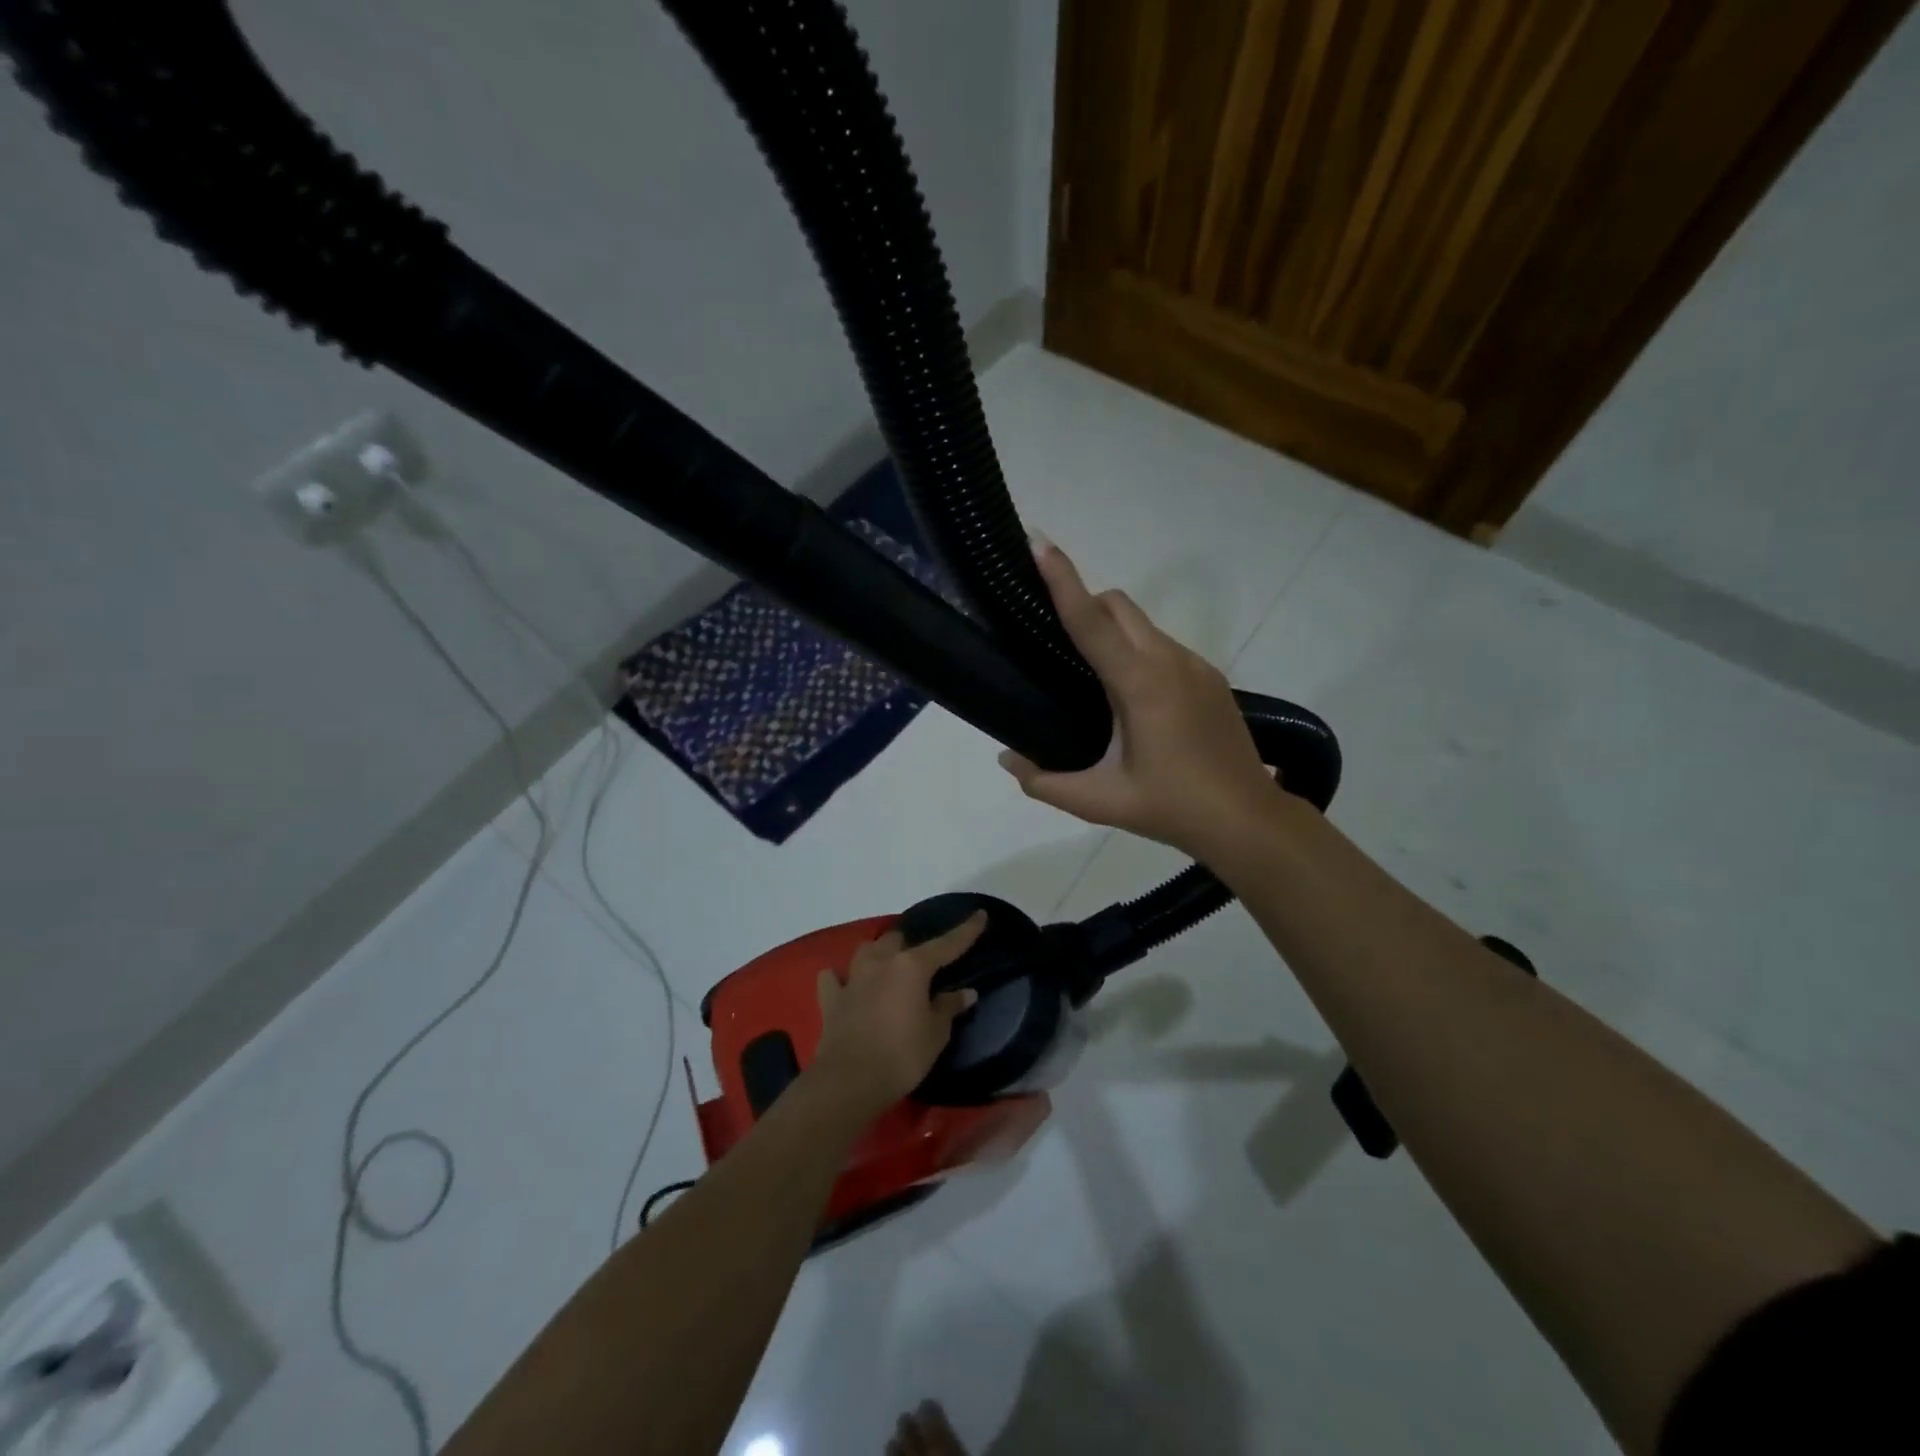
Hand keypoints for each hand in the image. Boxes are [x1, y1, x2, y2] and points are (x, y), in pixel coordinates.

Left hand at [810, 913, 986, 1115]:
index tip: (980, 915)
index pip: (946, 944)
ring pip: (866, 950)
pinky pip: (834, 978)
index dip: (966, 931)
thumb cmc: (902, 1056)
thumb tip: (966, 993)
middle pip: (897, 939)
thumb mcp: (935, 1034)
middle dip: (909, 945)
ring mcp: (853, 979)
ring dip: (877, 953)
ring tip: (886, 965)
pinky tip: (845, 984)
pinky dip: (840, 978)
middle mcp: (881, 963)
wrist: (849, 1080)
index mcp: (912, 967)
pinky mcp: (831, 999)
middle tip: (921, 961)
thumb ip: (949, 1008)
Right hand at [999, 541, 1282, 859]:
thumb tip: (1006, 759)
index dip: (1062, 579)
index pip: (1091, 620)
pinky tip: (1129, 696)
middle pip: (1118, 605)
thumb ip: (1044, 782)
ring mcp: (1196, 665)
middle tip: (1053, 634)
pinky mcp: (1210, 677)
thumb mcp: (1099, 802)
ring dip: (1111, 630)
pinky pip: (1163, 646)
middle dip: (1083, 601)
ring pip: (1142, 624)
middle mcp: (1170, 661)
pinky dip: (1136, 650)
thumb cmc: (1171, 809)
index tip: (1039, 542)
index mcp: (1140, 684)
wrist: (1247, 820)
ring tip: (1089, 675)